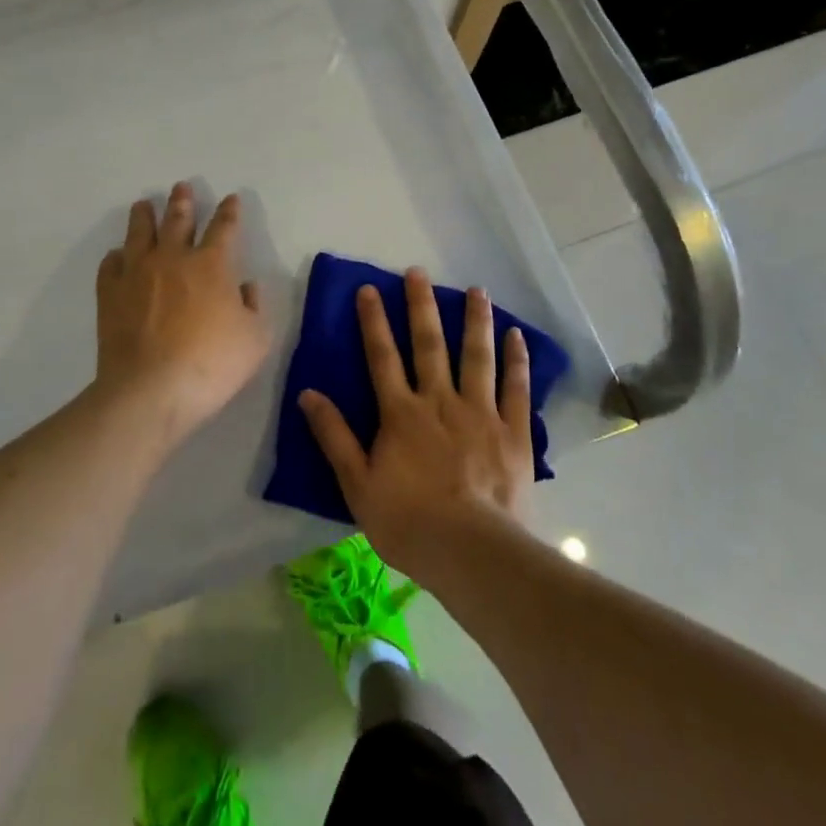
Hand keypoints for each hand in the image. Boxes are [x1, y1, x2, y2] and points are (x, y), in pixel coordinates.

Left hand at [92, 182, 271, 446]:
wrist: (150, 390)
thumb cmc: (211, 365)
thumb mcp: (255, 340)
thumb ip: (254, 307)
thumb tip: (245, 287)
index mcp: (211, 265)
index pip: (224, 228)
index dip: (229, 212)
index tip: (231, 199)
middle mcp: (173, 258)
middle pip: (178, 220)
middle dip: (183, 201)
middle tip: (181, 186)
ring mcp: (137, 273)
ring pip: (140, 233)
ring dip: (144, 216)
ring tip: (144, 205)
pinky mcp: (110, 294)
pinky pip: (111, 264)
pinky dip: (116, 256)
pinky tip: (117, 255)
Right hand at [298, 268, 534, 581]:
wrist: (471, 552)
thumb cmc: (408, 522)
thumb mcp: (357, 484)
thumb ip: (334, 436)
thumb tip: (308, 393)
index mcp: (401, 413)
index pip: (382, 357)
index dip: (373, 321)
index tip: (369, 288)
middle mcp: (439, 401)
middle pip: (429, 345)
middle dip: (421, 306)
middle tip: (418, 272)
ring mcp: (480, 412)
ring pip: (476, 356)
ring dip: (475, 320)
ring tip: (477, 289)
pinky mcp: (512, 431)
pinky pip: (515, 388)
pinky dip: (516, 360)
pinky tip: (517, 336)